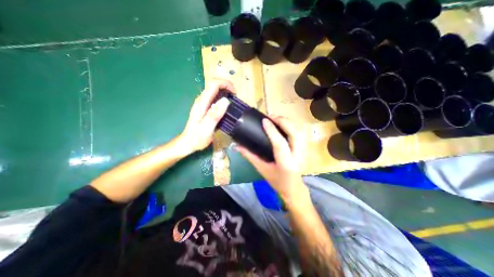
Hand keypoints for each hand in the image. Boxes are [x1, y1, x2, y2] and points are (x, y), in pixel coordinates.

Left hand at [180, 79, 233, 154]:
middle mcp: (202, 100)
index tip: (235, 93)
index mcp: (202, 103)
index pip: (213, 84)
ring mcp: (203, 104)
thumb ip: (215, 114)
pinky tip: (227, 107)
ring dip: (225, 92)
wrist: (188, 143)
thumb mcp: (207, 128)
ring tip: (233, 102)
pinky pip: (215, 98)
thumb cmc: (197, 138)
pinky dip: (223, 98)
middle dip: (227, 87)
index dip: (225, 84)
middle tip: (235, 98)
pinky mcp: (205, 108)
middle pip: (214, 85)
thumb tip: (225, 101)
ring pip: (215, 91)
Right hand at [238, 116, 306, 202]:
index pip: (280, 143)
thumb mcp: (262, 169)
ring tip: (276, 119)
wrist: (293, 188)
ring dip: (288, 122)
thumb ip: (250, 156)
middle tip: (271, 117)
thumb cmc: (276, 181)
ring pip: (299, 131)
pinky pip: (299, 133)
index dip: (272, 130)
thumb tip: (238, 146)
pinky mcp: (305, 149)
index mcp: (285, 164)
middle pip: (294, 133)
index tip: (264, 120)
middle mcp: (297, 156)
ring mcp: (304, 152)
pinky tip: (283, 124)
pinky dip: (291, 125)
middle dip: (283, 122)